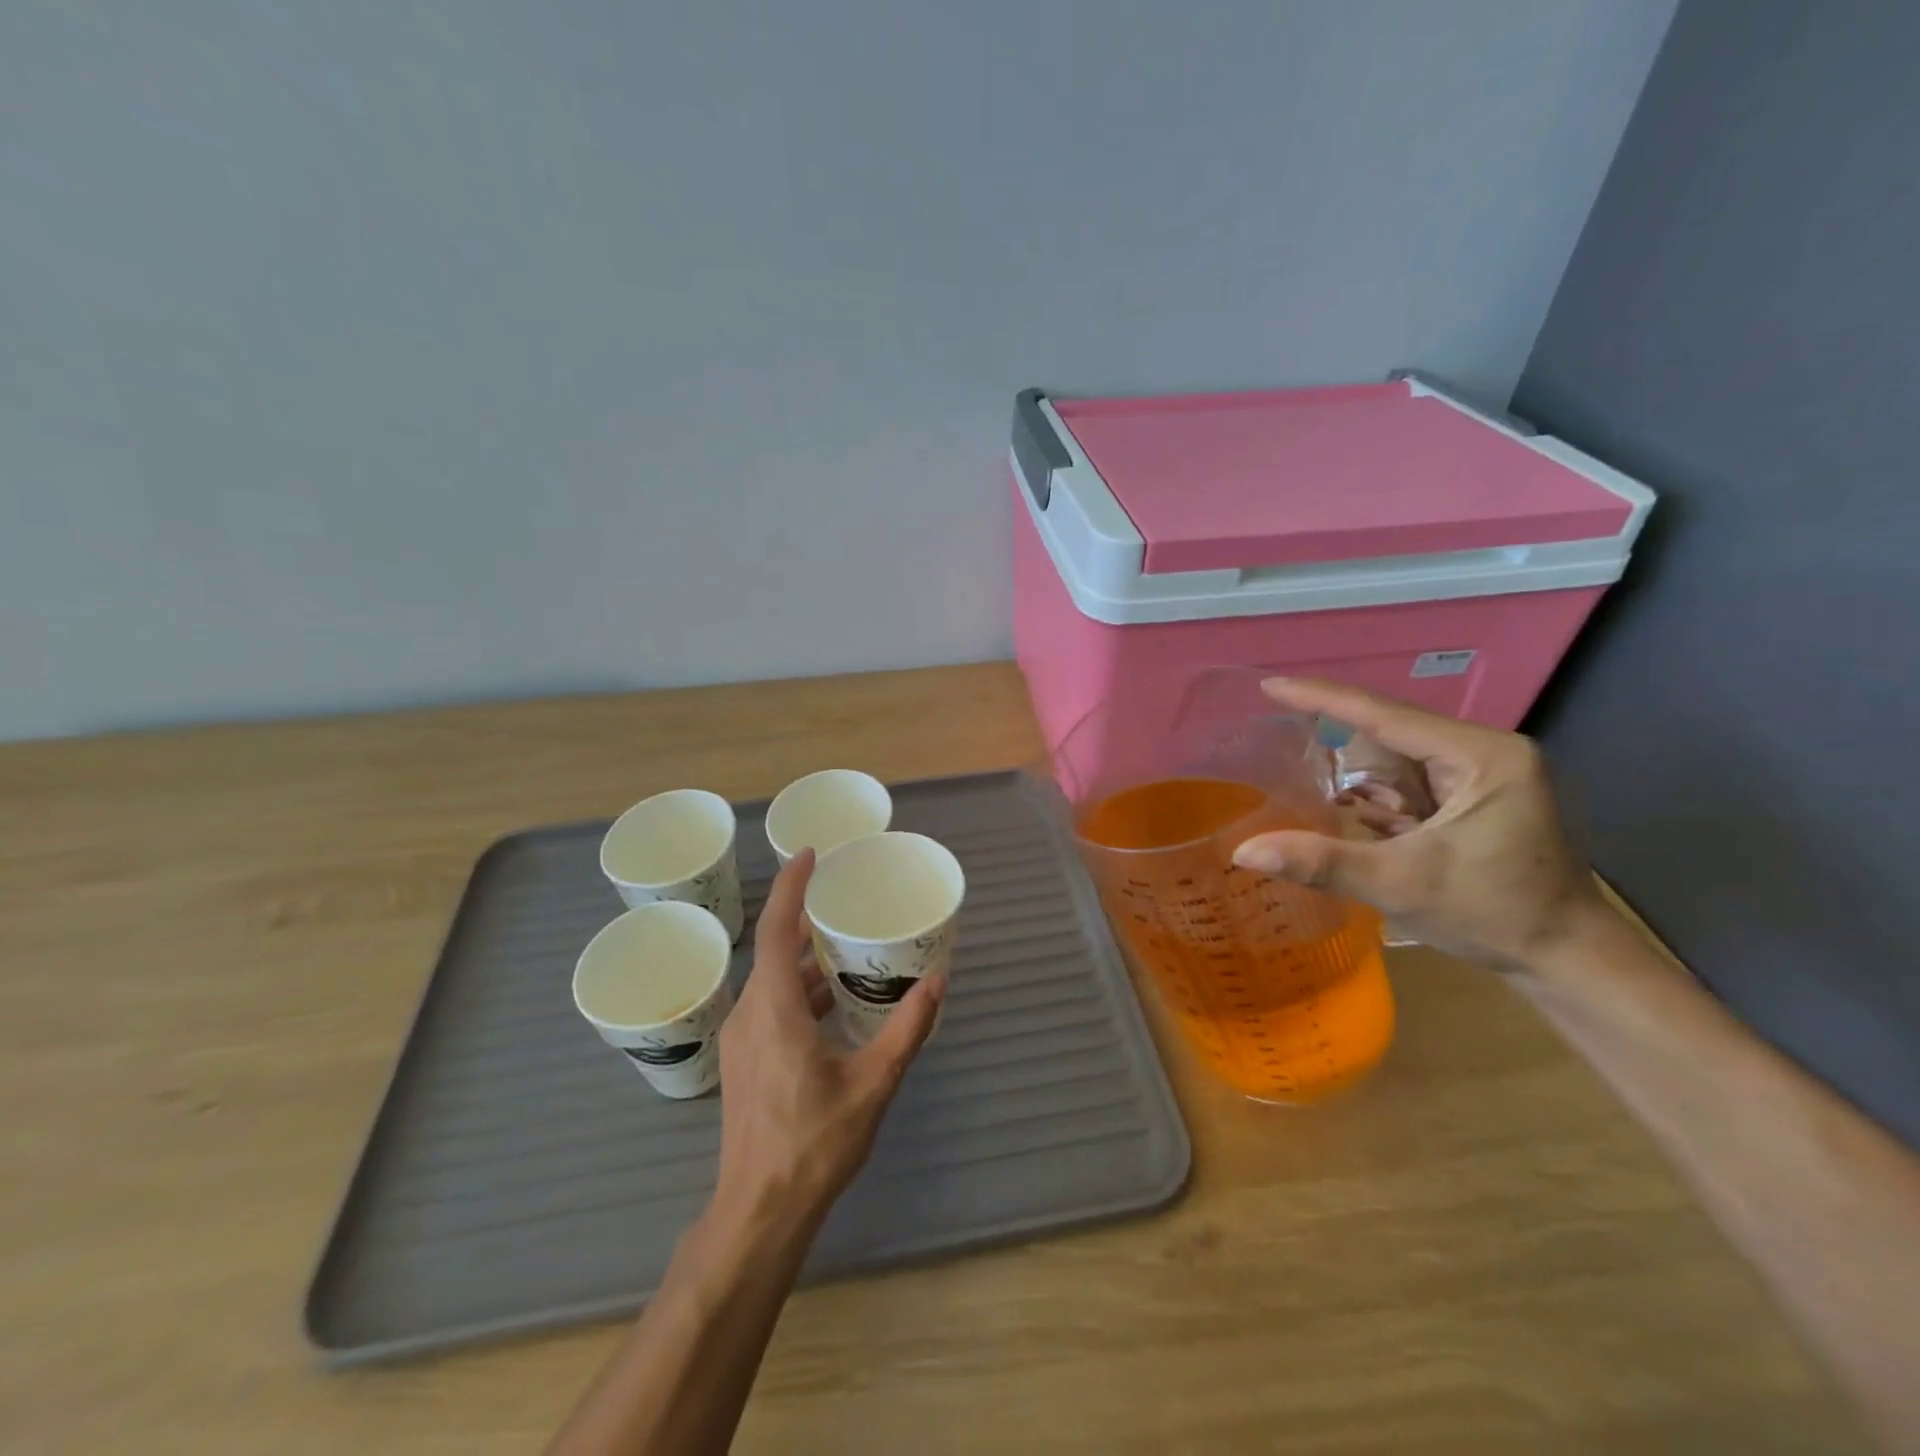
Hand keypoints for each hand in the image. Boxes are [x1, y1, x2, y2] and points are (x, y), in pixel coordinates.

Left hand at [713, 850, 944, 1231]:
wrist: (759, 1212)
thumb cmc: (814, 1144)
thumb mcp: (873, 1083)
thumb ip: (907, 1029)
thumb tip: (938, 983)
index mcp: (774, 1009)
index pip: (775, 930)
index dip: (790, 888)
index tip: (810, 855)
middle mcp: (749, 1014)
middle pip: (772, 950)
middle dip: (803, 919)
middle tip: (843, 899)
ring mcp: (741, 1040)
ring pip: (770, 980)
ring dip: (803, 960)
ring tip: (846, 948)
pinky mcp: (743, 1061)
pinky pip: (769, 1004)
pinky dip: (797, 989)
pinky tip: (831, 1003)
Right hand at [1232, 678, 1605, 972]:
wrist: (1569, 960)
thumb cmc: (1494, 914)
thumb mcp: (1400, 885)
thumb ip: (1321, 862)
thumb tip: (1244, 851)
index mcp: (1481, 756)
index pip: (1385, 715)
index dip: (1323, 698)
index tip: (1270, 685)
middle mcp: (1486, 753)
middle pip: (1391, 736)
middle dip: (1340, 747)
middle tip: (1278, 740)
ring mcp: (1485, 776)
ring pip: (1400, 762)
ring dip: (1361, 781)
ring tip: (1311, 783)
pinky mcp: (1479, 799)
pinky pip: (1413, 784)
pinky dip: (1381, 800)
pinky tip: (1358, 818)